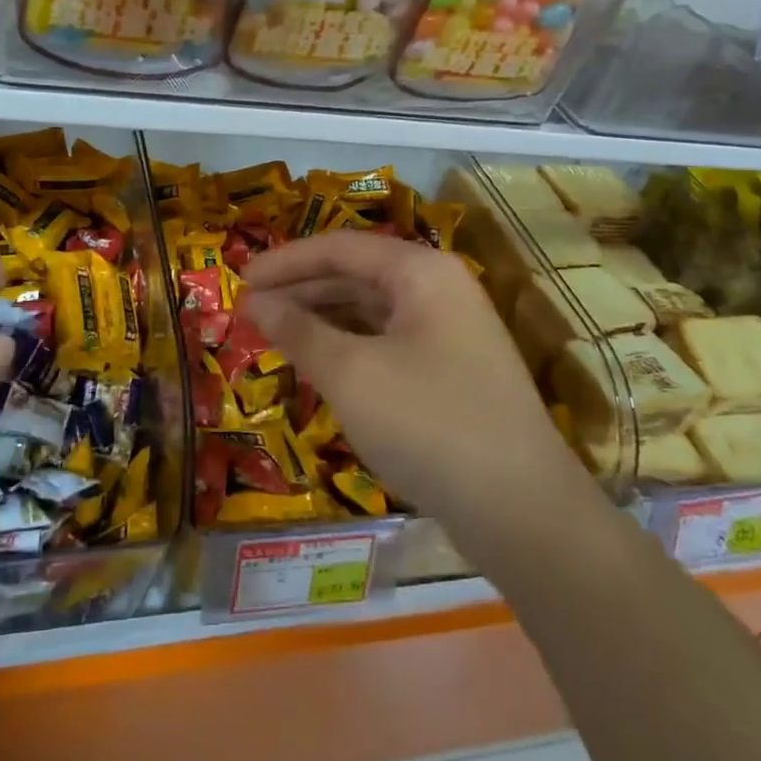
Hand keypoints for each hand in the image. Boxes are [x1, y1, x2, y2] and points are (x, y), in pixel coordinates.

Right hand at [243, 232, 576, 542]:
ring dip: (321, 320)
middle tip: (250, 312)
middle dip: (300, 291)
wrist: (523, 512)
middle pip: (356, 274)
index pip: (340, 247)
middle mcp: (439, 290)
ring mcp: (450, 332)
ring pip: (371, 311)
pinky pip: (386, 342)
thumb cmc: (428, 424)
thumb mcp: (351, 374)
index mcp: (421, 271)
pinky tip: (318, 366)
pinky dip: (348, 348)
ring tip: (274, 337)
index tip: (238, 281)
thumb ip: (298, 331)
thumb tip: (255, 303)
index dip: (285, 262)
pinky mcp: (450, 372)